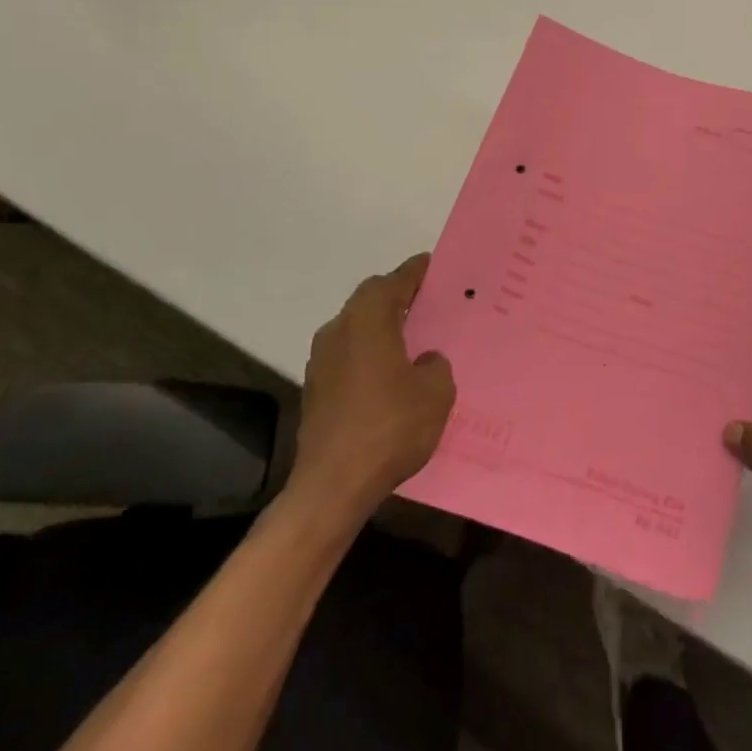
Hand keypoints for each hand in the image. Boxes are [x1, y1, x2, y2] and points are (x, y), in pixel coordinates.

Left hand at [288, 253, 455, 517]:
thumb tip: (424, 361)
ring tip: (411, 338)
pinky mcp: (315, 390)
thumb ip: (435, 365)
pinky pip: (348, 355)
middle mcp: (339, 330)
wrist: (333, 485)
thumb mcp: (436, 392)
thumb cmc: (390, 427)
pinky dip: (369, 353)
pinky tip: (389, 374)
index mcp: (368, 320)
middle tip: (426, 300)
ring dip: (380, 326)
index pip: (394, 281)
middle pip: (370, 300)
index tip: (431, 265)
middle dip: (396, 296)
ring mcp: (321, 361)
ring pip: (356, 327)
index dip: (415, 272)